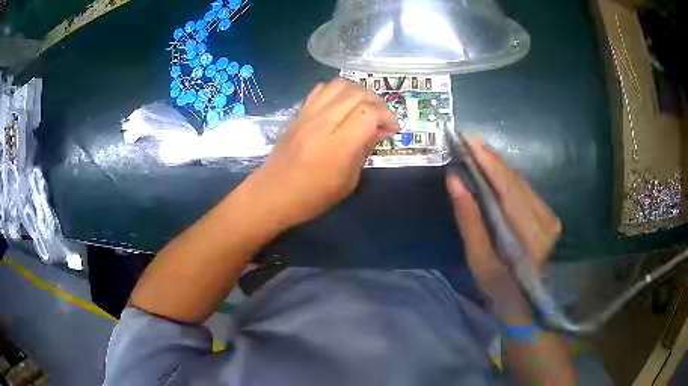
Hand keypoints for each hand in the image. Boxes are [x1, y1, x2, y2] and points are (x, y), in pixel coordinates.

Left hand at [245, 78, 397, 231]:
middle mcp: (323, 123)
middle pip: (357, 93)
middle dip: (377, 102)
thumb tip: (379, 131)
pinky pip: (321, 89)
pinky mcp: (298, 114)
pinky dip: (338, 91)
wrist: (273, 194)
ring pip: (339, 84)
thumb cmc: (313, 197)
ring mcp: (308, 115)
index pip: (369, 113)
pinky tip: (342, 105)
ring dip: (359, 91)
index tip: (392, 130)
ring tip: (365, 107)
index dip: (387, 116)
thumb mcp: (348, 182)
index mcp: (338, 145)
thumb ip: (364, 151)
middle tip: (382, 118)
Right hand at [446, 139, 560, 323]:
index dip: (489, 162)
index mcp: (528, 235)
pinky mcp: (550, 217)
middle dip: (491, 160)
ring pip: (521, 183)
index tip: (469, 141)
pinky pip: (526, 191)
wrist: (530, 304)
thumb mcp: (480, 262)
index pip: (508, 187)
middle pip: (515, 180)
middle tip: (467, 144)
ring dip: (499, 168)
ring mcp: (550, 217)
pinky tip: (494, 176)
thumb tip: (455, 181)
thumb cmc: (501, 289)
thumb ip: (469, 220)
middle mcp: (545, 220)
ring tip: (476, 156)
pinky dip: (508, 181)